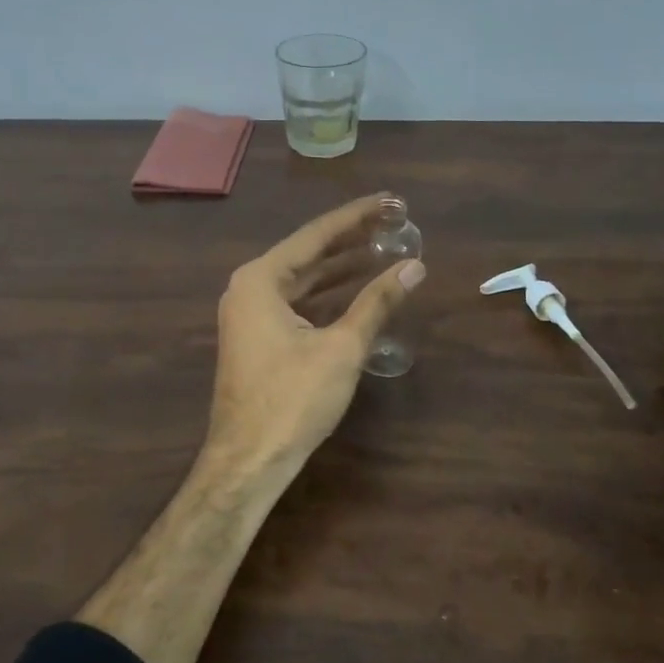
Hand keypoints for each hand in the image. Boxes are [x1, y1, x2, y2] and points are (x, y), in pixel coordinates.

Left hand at [204, 193, 425, 481]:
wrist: (249, 461)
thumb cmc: (292, 399)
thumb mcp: (342, 347)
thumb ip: (377, 302)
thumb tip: (414, 266)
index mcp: (260, 279)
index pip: (317, 235)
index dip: (357, 217)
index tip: (391, 201)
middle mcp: (249, 288)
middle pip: (308, 253)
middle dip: (351, 240)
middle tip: (393, 222)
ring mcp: (249, 314)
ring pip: (303, 280)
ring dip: (341, 268)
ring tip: (383, 250)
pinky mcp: (257, 338)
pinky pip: (296, 303)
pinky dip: (326, 295)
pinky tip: (356, 290)